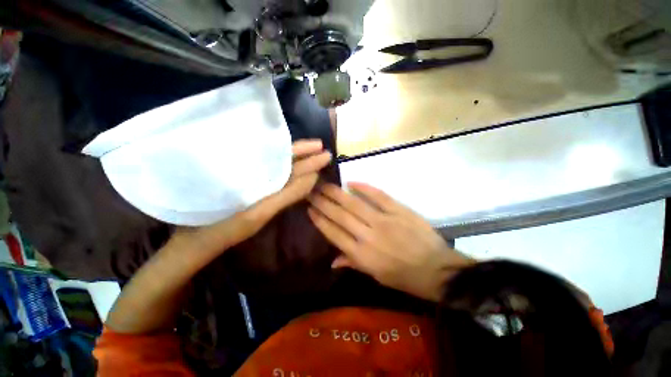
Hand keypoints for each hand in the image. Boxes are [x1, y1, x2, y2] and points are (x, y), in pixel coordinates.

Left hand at [174, 139, 330, 250]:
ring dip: (300, 163)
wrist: (198, 242)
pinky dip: (292, 176)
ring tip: (317, 156)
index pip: (285, 156)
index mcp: (255, 171)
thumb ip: (288, 193)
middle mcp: (255, 171)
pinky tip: (301, 175)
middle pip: (284, 158)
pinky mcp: (255, 191)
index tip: (322, 147)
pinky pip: (278, 179)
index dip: (304, 151)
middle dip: (305, 153)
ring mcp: (256, 181)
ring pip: (282, 167)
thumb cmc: (225, 227)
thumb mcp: (259, 212)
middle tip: (324, 149)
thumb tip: (313, 176)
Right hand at [308, 183, 473, 301]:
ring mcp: (384, 221)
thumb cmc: (403, 277)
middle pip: (341, 216)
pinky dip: (364, 188)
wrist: (436, 269)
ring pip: (355, 205)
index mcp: (362, 255)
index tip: (310, 209)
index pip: (334, 234)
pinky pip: (378, 196)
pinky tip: (351, 182)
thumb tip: (332, 261)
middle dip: (324, 203)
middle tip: (312, 191)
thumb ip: (353, 264)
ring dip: (337, 194)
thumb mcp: (376, 276)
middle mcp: (368, 236)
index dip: (320, 220)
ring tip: (324, 185)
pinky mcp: (399, 211)